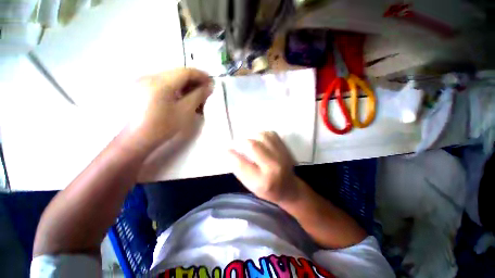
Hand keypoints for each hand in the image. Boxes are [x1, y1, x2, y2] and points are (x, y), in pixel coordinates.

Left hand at [128, 68, 211, 149]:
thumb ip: (198, 96)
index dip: (200, 75)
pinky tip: (181, 98)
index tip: (211, 82)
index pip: (185, 72)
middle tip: (204, 91)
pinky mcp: (142, 87)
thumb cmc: (163, 127)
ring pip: (171, 78)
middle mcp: (150, 77)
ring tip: (195, 97)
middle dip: (194, 81)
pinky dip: (176, 88)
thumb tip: (209, 87)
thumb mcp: (184, 111)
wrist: (137, 139)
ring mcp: (144, 81)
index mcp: (160, 83)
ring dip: (185, 85)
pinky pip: (164, 83)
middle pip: (177, 73)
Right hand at [228, 132, 301, 203]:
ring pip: (262, 136)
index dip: (232, 154)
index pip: (242, 164)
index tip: (226, 149)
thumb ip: (240, 170)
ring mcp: (282, 155)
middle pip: (253, 146)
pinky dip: (262, 134)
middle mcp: (273, 167)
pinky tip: (260, 140)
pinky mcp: (286, 149)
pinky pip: (271, 134)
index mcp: (262, 181)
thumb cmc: (267, 189)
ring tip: (250, 142)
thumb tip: (230, 152)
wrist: (289, 188)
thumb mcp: (251, 186)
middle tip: (238, 144)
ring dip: (252, 137)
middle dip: (241, 142)